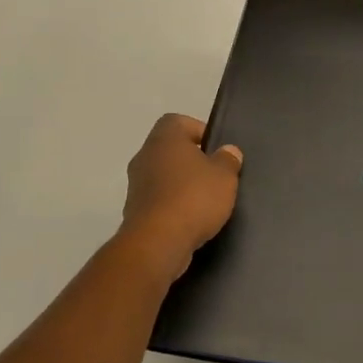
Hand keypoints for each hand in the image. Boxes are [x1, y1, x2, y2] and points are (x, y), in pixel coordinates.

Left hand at [119, 113, 243, 278]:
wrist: (158, 242)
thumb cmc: (194, 198)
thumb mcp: (224, 176)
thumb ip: (228, 160)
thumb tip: (228, 150)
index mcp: (164, 139)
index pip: (178, 121)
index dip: (199, 131)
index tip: (216, 149)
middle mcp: (144, 156)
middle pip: (170, 150)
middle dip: (192, 161)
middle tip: (215, 175)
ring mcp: (136, 185)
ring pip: (163, 176)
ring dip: (181, 185)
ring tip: (206, 201)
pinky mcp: (135, 211)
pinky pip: (158, 200)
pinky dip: (173, 206)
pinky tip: (191, 220)